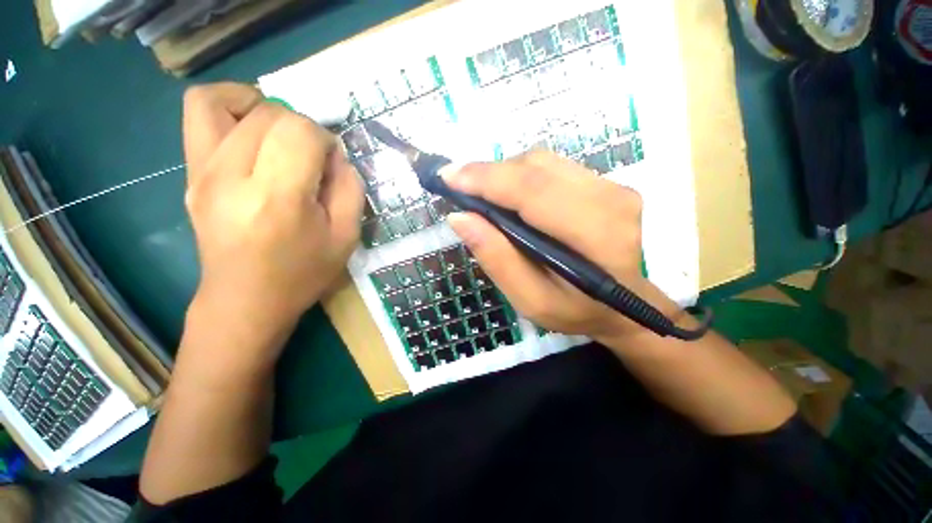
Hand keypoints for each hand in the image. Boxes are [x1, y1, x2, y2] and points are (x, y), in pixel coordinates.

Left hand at [182, 83, 362, 332]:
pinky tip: (251, 130)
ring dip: (261, 106)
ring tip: (280, 132)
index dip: (324, 139)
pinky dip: (228, 106)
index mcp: (277, 199)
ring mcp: (201, 173)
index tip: (331, 164)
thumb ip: (350, 189)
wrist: (246, 300)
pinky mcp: (190, 174)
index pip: (299, 132)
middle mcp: (230, 177)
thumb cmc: (303, 273)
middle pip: (269, 115)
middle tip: (312, 156)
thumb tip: (335, 155)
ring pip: (222, 101)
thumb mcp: (346, 237)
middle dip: (301, 126)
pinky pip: (199, 115)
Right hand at [444, 151, 677, 342]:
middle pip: (535, 167)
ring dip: (504, 174)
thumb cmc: (577, 311)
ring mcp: (612, 185)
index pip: (532, 191)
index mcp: (596, 235)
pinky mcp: (606, 182)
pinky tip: (510, 196)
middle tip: (458, 186)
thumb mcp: (531, 300)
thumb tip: (460, 217)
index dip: (486, 179)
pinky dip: (522, 176)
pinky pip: (552, 167)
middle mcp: (610, 198)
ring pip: (542, 162)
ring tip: (482, 195)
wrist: (625, 307)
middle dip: (489, 173)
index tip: (448, 177)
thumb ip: (497, 259)